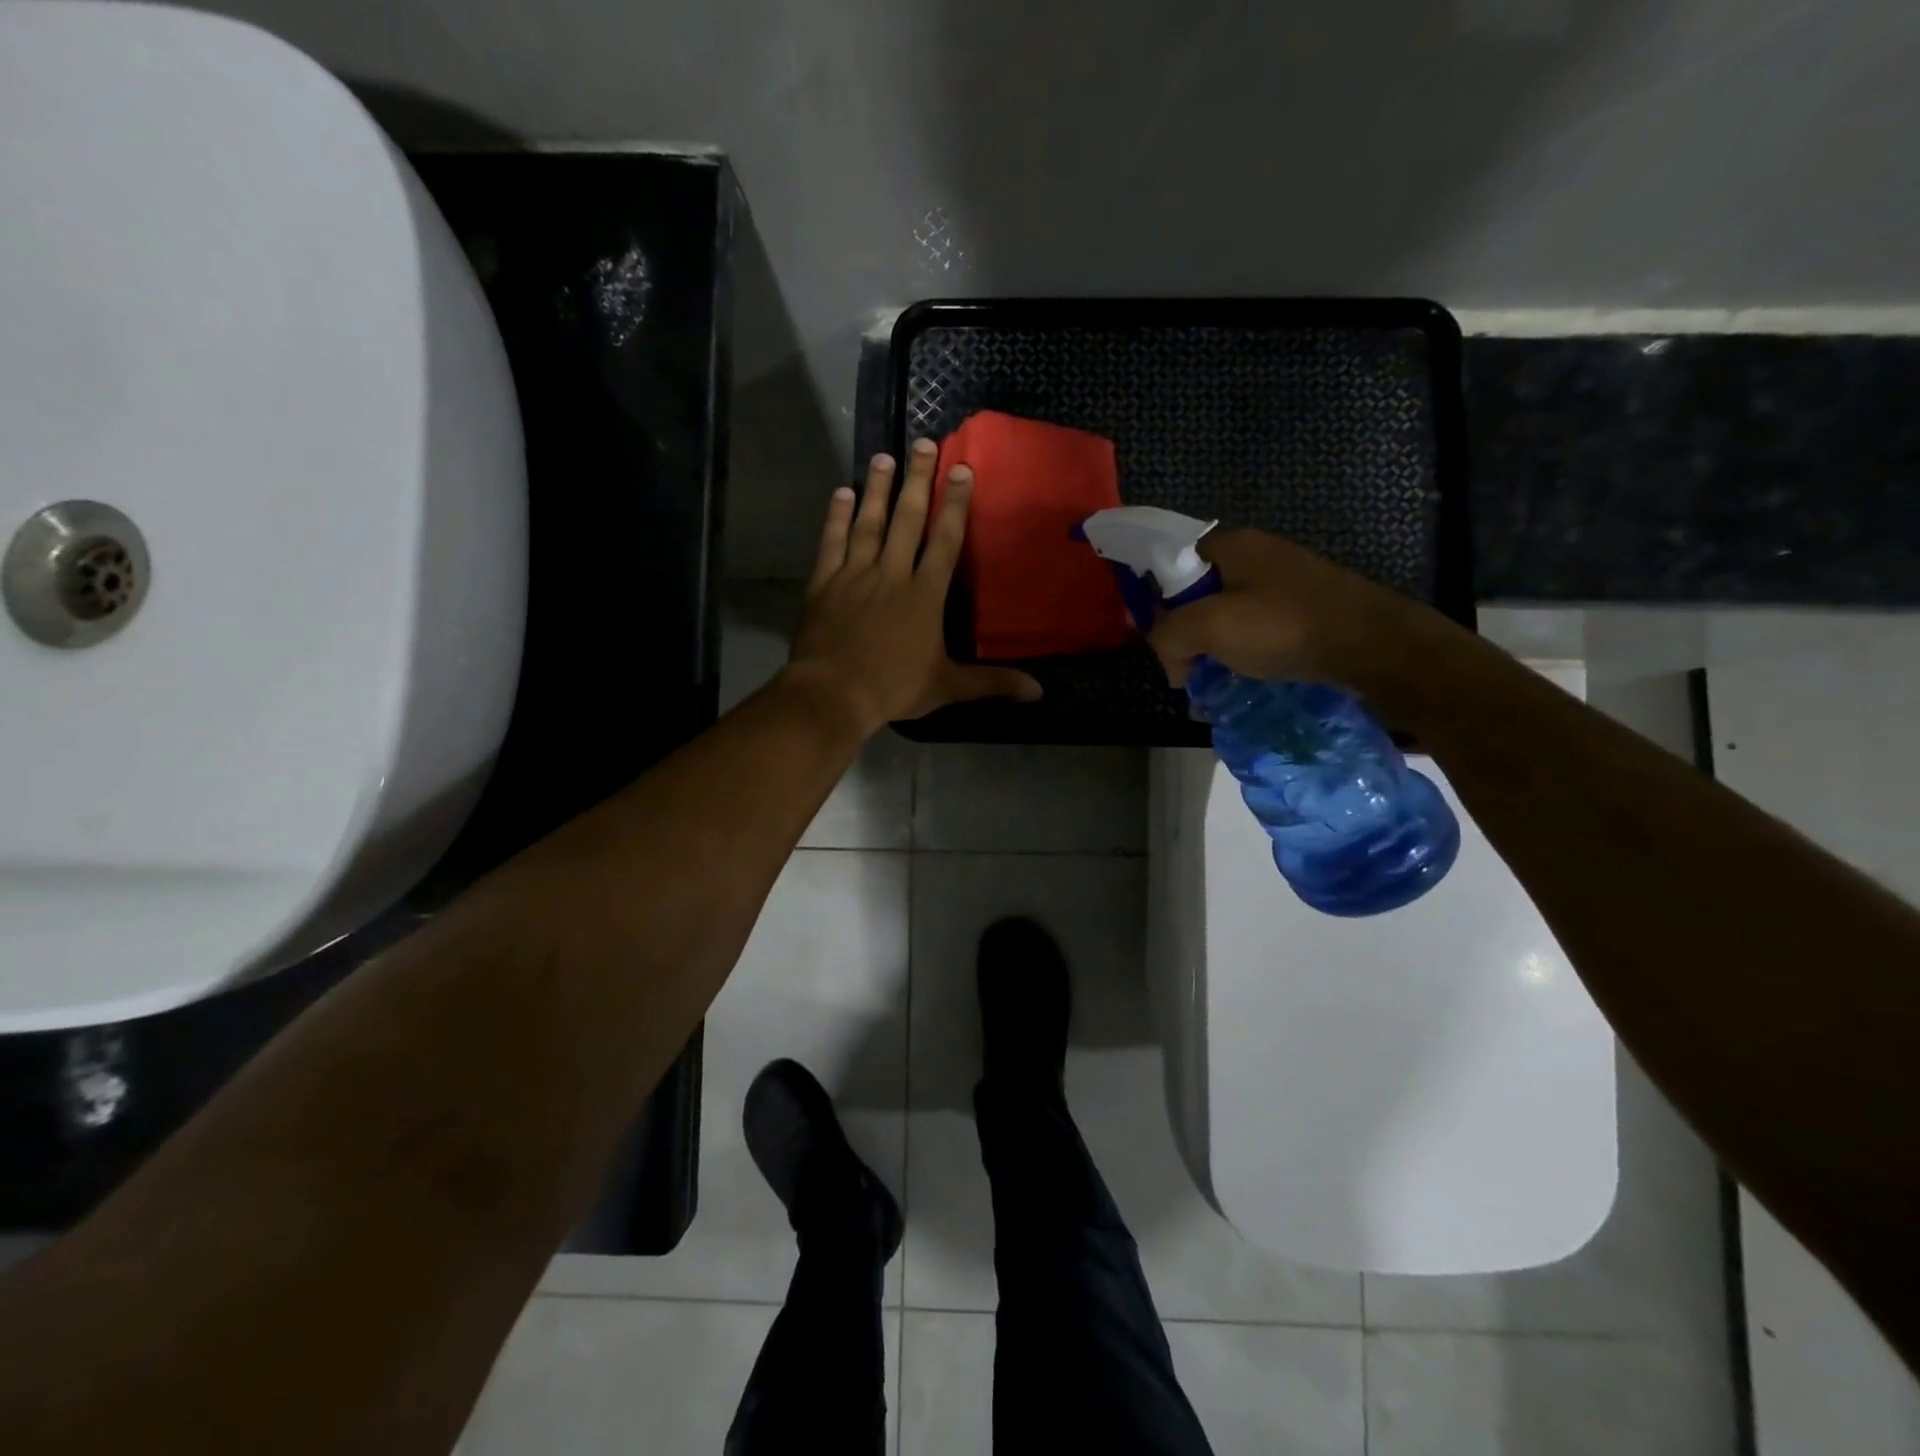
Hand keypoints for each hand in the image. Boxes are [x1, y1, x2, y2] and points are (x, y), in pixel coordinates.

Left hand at [786, 439, 1042, 733]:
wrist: (832, 694)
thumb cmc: (893, 688)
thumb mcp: (947, 687)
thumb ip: (992, 683)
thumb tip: (1038, 691)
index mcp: (924, 595)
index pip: (944, 540)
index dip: (955, 504)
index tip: (961, 469)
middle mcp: (891, 574)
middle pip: (907, 519)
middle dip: (918, 480)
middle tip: (924, 443)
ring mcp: (854, 575)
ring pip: (869, 523)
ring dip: (877, 489)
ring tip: (884, 457)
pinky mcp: (824, 584)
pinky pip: (832, 543)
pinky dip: (836, 518)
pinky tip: (840, 493)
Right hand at [1147, 528, 1442, 693]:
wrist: (1374, 646)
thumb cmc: (1285, 627)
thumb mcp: (1210, 628)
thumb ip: (1168, 636)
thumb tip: (1170, 660)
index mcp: (1230, 544)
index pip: (1169, 563)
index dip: (1155, 601)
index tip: (1160, 640)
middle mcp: (1256, 553)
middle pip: (1196, 590)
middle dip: (1184, 630)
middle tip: (1187, 666)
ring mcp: (1283, 578)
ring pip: (1225, 610)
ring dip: (1213, 644)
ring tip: (1215, 675)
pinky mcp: (1304, 605)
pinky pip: (1255, 624)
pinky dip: (1243, 648)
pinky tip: (1247, 671)